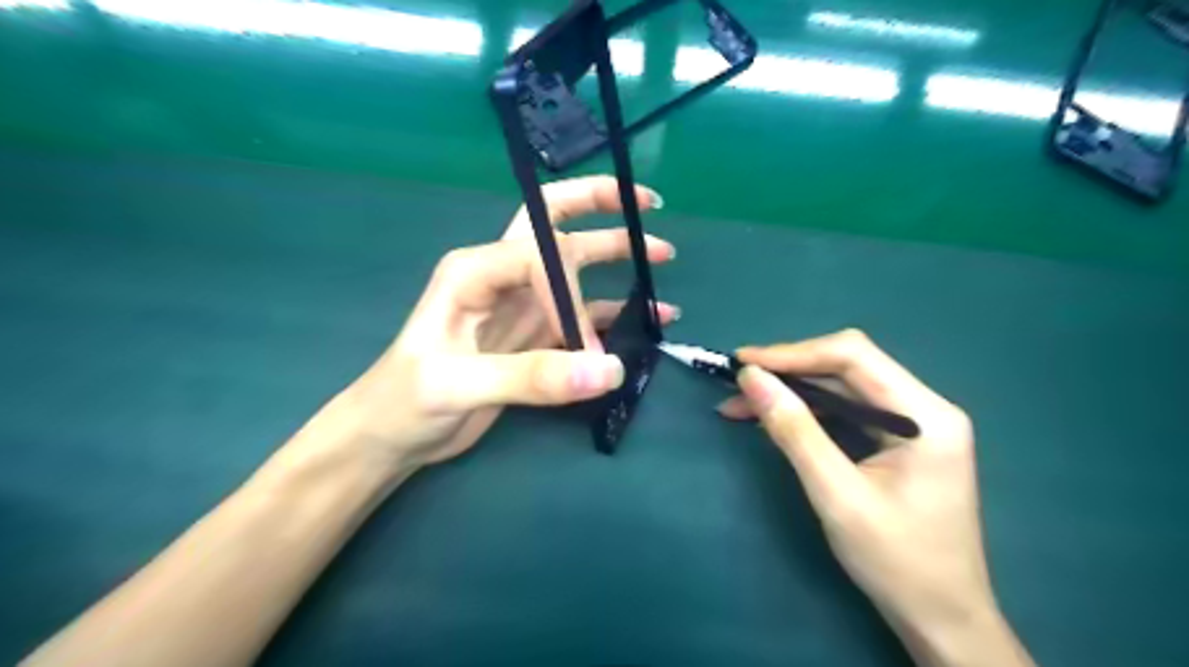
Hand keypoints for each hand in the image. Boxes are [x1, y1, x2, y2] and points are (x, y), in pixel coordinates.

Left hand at [292, 177, 671, 477]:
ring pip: (577, 269)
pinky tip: (650, 316)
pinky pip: (584, 314)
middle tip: (648, 204)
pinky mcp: (535, 335)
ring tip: (662, 257)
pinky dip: (617, 312)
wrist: (393, 435)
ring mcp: (522, 305)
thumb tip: (609, 369)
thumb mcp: (459, 385)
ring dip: (617, 258)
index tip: (581, 344)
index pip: (540, 253)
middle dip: (600, 207)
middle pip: (555, 225)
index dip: (570, 294)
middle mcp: (502, 276)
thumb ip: (532, 376)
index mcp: (475, 270)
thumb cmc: (406, 400)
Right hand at [719, 328, 1037, 666]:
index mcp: (926, 415)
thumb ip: (794, 430)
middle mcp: (924, 407)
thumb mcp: (837, 495)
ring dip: (791, 392)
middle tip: (737, 384)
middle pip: (847, 367)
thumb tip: (751, 378)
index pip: (853, 356)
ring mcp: (912, 424)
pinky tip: (773, 420)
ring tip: (740, 405)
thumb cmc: (897, 561)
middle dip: (788, 372)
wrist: (942, 620)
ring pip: (841, 388)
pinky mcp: (897, 441)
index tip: (743, 363)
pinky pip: (845, 412)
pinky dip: (806, 412)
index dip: (793, 353)